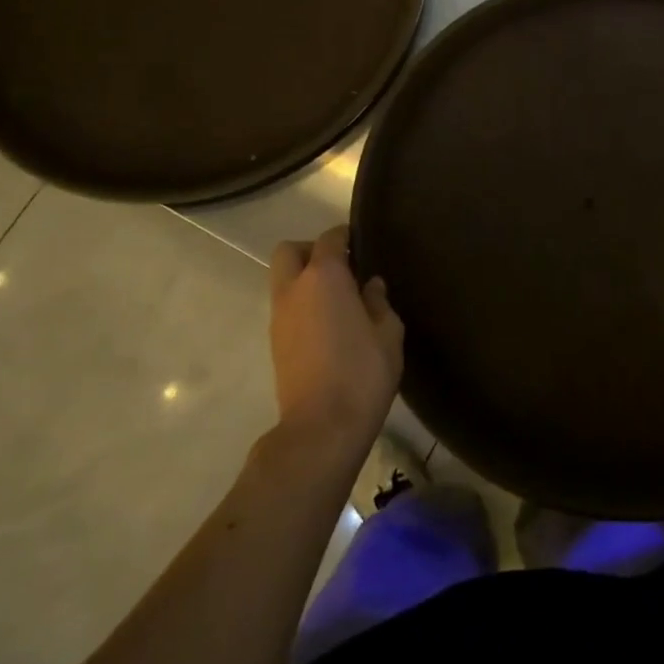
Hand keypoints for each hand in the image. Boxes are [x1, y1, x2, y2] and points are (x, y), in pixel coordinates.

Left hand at [268, 227, 403, 452]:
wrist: (322, 427)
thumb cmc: (362, 372)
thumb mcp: (388, 333)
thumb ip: (379, 302)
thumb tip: (370, 285)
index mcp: (324, 277)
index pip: (329, 239)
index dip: (346, 236)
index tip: (362, 243)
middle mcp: (293, 289)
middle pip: (289, 251)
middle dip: (312, 251)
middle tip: (342, 267)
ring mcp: (279, 317)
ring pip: (283, 280)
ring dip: (305, 279)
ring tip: (339, 299)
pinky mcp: (275, 343)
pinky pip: (286, 306)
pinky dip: (302, 303)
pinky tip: (329, 324)